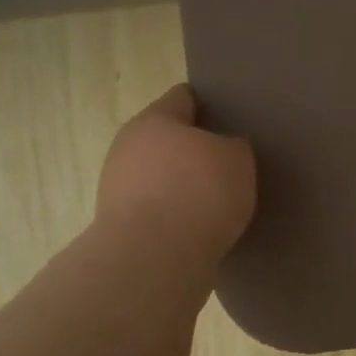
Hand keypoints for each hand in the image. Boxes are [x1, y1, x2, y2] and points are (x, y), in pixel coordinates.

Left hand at [96, 85, 255, 257]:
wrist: (155, 258)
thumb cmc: (199, 192)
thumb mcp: (238, 158)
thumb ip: (233, 146)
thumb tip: (223, 150)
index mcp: (154, 120)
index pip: (183, 97)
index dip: (209, 103)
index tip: (231, 115)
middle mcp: (127, 147)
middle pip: (167, 139)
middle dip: (195, 149)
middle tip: (228, 161)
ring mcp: (117, 189)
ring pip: (159, 176)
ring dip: (183, 185)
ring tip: (217, 201)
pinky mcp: (120, 227)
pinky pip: (157, 211)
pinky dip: (176, 215)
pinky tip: (201, 227)